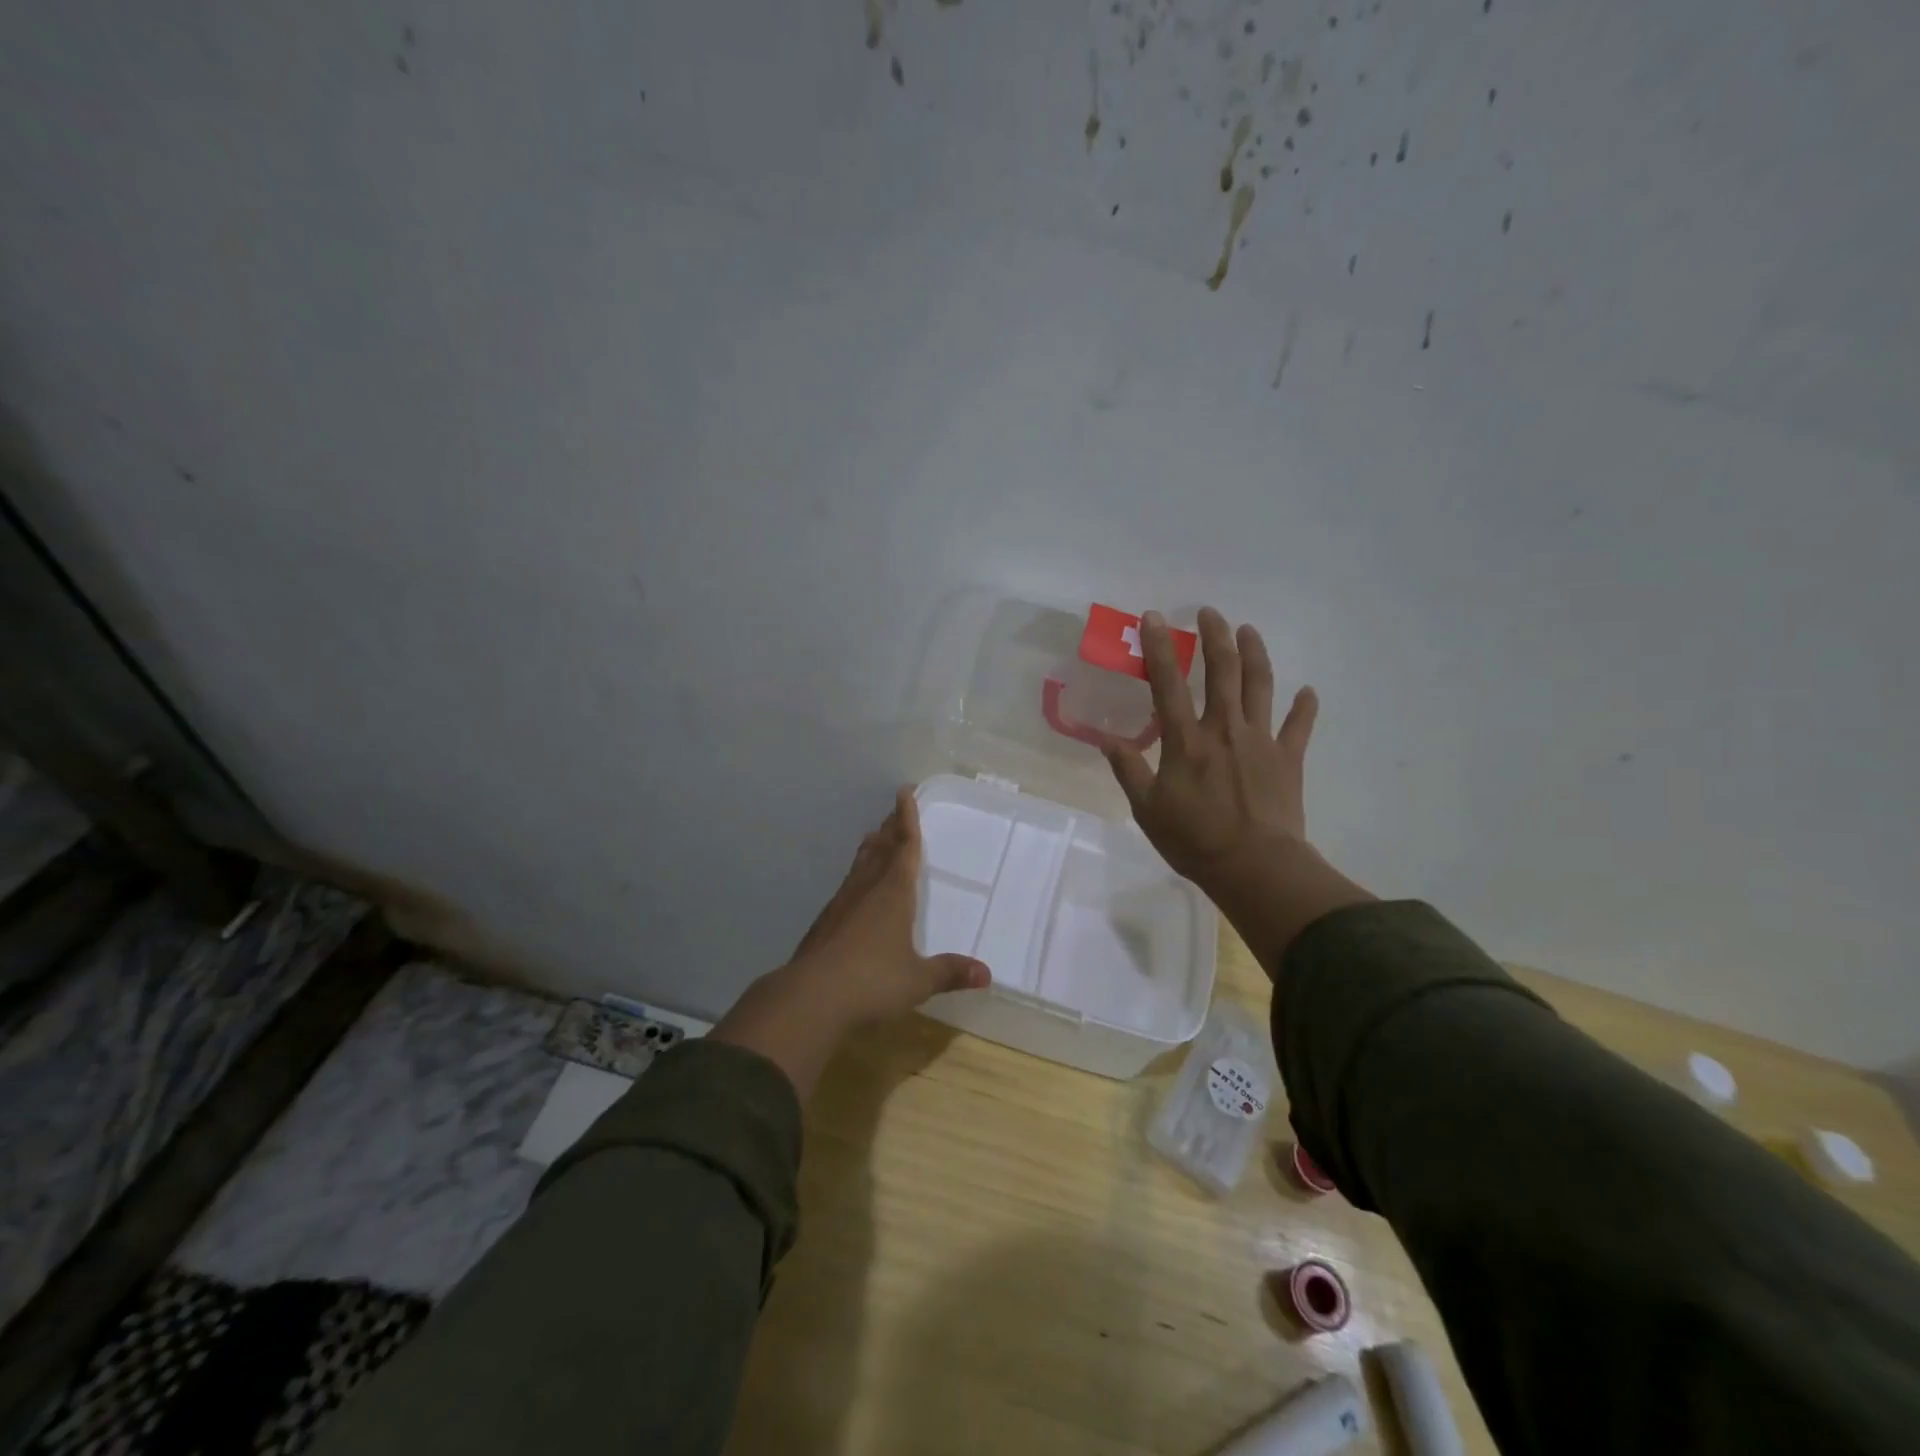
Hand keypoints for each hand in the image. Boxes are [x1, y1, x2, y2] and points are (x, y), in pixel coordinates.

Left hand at [711, 789, 990, 1096]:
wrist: (811, 997)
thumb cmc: (872, 981)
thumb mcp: (918, 980)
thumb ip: (949, 972)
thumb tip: (986, 974)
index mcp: (894, 891)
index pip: (905, 846)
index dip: (907, 818)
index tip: (905, 791)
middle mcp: (867, 888)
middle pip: (881, 848)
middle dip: (890, 827)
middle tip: (896, 810)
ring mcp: (842, 903)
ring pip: (860, 864)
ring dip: (871, 848)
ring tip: (875, 836)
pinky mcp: (826, 922)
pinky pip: (848, 885)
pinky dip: (857, 875)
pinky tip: (856, 889)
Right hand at [1101, 608, 1317, 886]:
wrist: (1254, 866)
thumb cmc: (1194, 839)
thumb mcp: (1147, 808)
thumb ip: (1128, 770)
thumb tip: (1106, 740)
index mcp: (1186, 740)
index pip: (1168, 683)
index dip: (1160, 648)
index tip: (1153, 618)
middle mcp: (1224, 728)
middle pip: (1222, 671)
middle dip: (1215, 636)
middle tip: (1210, 613)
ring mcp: (1261, 740)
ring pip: (1260, 686)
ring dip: (1255, 654)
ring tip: (1249, 630)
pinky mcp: (1288, 758)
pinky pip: (1299, 726)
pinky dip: (1305, 706)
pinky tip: (1307, 691)